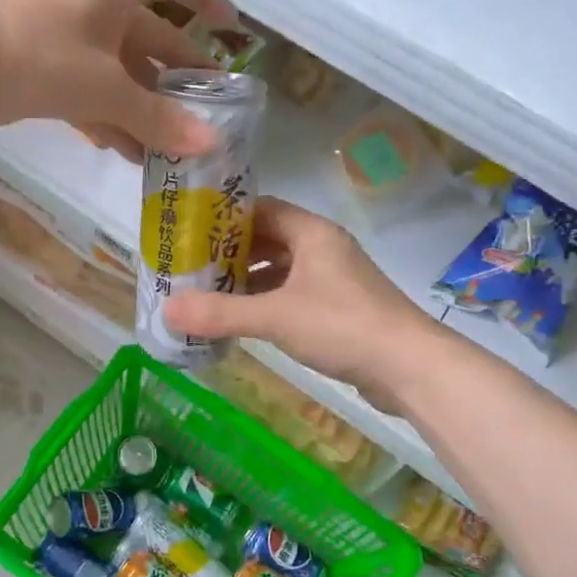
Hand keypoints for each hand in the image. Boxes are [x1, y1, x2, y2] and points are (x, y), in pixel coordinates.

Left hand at [0, 0, 237, 160]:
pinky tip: (129, 153)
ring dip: (147, 108)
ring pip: (123, 73)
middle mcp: (98, 9)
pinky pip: (93, 94)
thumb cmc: (38, 56)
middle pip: (154, 37)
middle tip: (209, 113)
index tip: (232, 33)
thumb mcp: (105, 87)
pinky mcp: (48, 72)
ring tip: (173, 148)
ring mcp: (71, 41)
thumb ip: (157, 117)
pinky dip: (112, 119)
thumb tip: (210, 144)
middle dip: (182, 75)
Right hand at [164, 197, 441, 410]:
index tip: (190, 230)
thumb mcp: (275, 317)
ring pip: (281, 269)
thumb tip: (166, 310)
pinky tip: (243, 319)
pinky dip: (267, 301)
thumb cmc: (343, 326)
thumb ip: (220, 313)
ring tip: (208, 293)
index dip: (224, 217)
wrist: (410, 367)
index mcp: (312, 233)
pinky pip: (293, 294)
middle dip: (230, 252)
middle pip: (268, 239)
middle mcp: (323, 248)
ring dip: (248, 280)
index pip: (261, 208)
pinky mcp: (339, 308)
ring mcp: (334, 279)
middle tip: (191, 266)